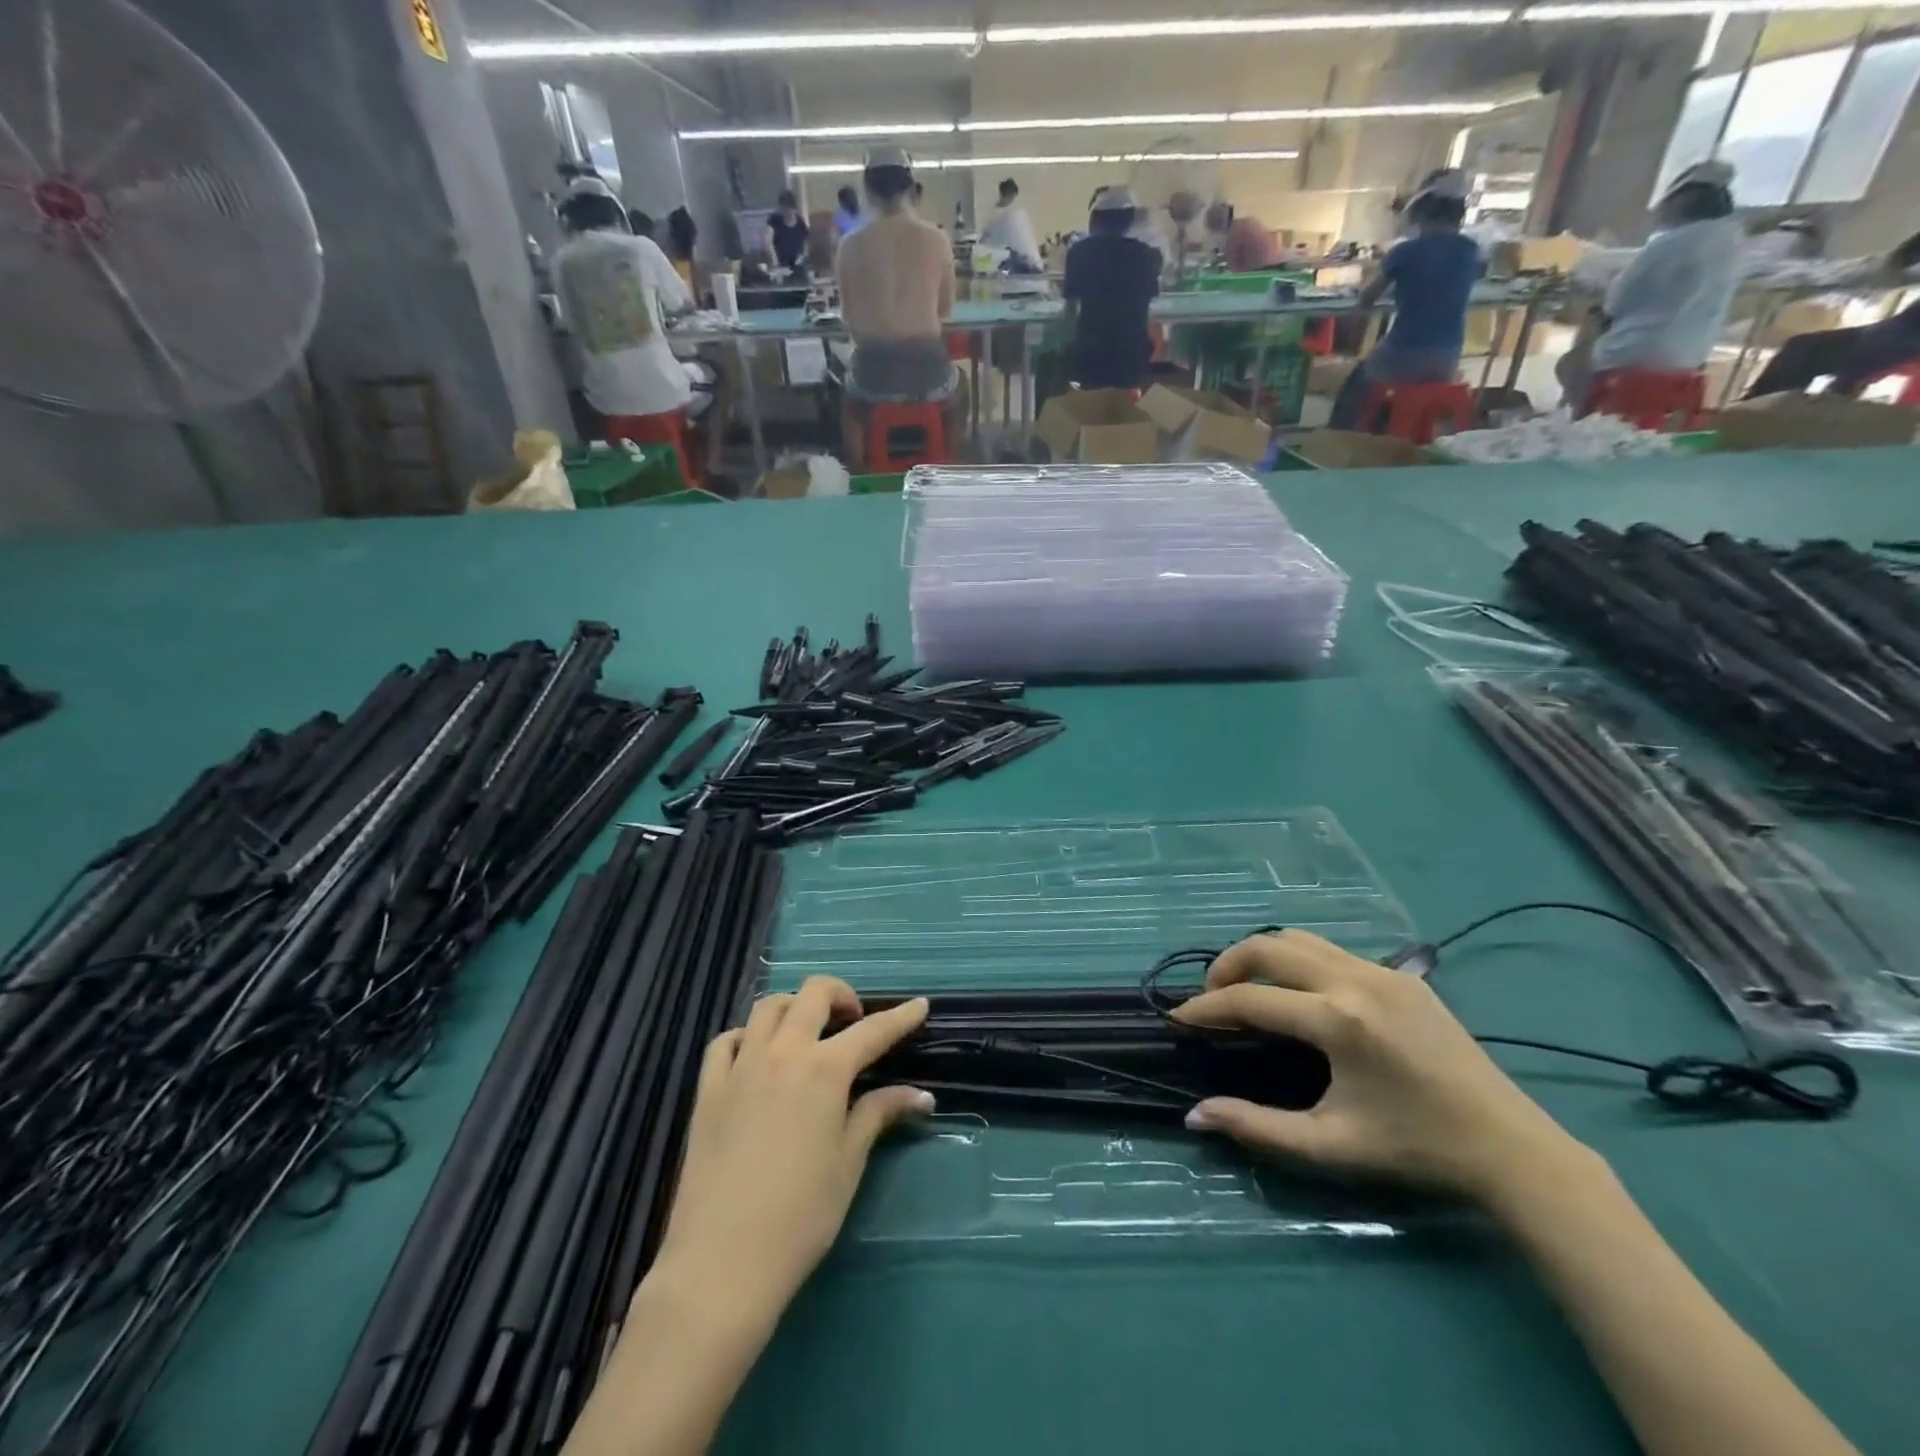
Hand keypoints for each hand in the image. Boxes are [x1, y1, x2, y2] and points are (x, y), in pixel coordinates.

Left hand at [652, 977, 931, 1320]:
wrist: (721, 1263)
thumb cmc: (800, 1217)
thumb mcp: (848, 1163)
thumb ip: (878, 1115)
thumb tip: (921, 1095)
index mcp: (824, 1070)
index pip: (872, 1031)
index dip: (900, 1017)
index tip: (920, 1005)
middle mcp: (783, 1053)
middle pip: (813, 994)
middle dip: (841, 995)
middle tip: (854, 1021)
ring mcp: (740, 1067)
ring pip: (768, 1007)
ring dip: (794, 1008)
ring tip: (807, 1034)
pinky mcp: (708, 1089)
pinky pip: (727, 1041)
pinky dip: (748, 1036)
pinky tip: (757, 1058)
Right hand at [1171, 930, 1582, 1205]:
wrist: (1511, 1148)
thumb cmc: (1416, 1149)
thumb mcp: (1331, 1145)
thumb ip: (1258, 1128)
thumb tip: (1195, 1115)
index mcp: (1338, 1020)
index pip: (1251, 1000)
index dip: (1207, 1008)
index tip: (1179, 1018)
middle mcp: (1356, 979)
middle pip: (1268, 947)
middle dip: (1227, 965)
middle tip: (1209, 996)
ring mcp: (1382, 971)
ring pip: (1300, 939)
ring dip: (1262, 956)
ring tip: (1246, 987)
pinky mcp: (1403, 974)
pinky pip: (1331, 949)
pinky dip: (1297, 960)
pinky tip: (1298, 993)